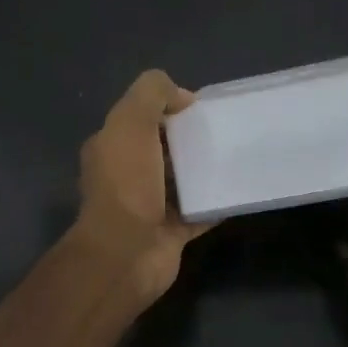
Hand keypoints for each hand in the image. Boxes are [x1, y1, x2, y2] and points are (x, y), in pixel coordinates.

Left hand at [73, 70, 212, 307]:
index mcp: (110, 147)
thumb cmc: (126, 183)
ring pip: (180, 182)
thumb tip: (182, 96)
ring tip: (234, 156)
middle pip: (160, 149)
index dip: (165, 108)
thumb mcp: (132, 121)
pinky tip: (236, 191)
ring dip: (202, 172)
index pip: (138, 119)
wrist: (125, 252)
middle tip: (222, 131)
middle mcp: (125, 176)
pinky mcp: (170, 233)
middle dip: (187, 139)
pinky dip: (214, 204)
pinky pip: (198, 213)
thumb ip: (153, 94)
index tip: (197, 108)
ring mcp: (147, 207)